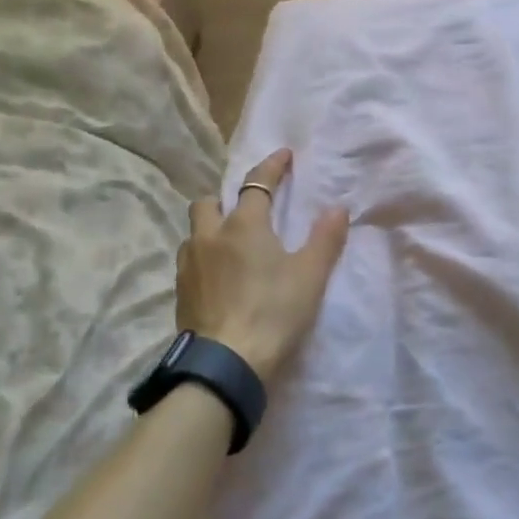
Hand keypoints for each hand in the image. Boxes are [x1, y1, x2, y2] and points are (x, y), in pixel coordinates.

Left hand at [177, 149, 348, 381]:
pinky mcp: (180, 293)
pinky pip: (188, 262)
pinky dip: (203, 259)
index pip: (257, 183)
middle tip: (245, 211)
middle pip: (209, 202)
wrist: (226, 364)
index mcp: (244, 225)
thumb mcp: (310, 276)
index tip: (283, 155)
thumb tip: (338, 208)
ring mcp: (189, 265)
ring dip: (210, 230)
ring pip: (194, 232)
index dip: (271, 166)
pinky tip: (216, 278)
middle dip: (225, 199)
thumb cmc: (274, 313)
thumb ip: (325, 239)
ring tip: (229, 246)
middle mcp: (210, 236)